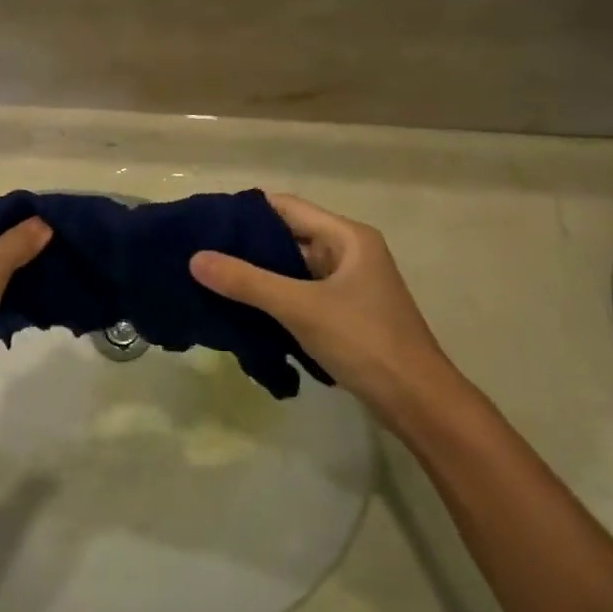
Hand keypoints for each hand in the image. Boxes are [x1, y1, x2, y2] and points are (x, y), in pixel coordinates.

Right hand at [190, 194, 464, 433]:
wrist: (418, 403)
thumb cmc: (365, 342)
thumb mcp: (301, 308)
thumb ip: (246, 282)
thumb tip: (194, 258)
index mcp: (347, 238)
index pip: (285, 208)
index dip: (244, 212)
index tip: (204, 222)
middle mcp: (347, 253)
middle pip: (286, 236)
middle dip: (244, 244)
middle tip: (197, 251)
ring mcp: (345, 285)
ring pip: (290, 268)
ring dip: (255, 273)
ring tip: (208, 277)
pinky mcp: (341, 313)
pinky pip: (297, 293)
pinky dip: (270, 297)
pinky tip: (238, 306)